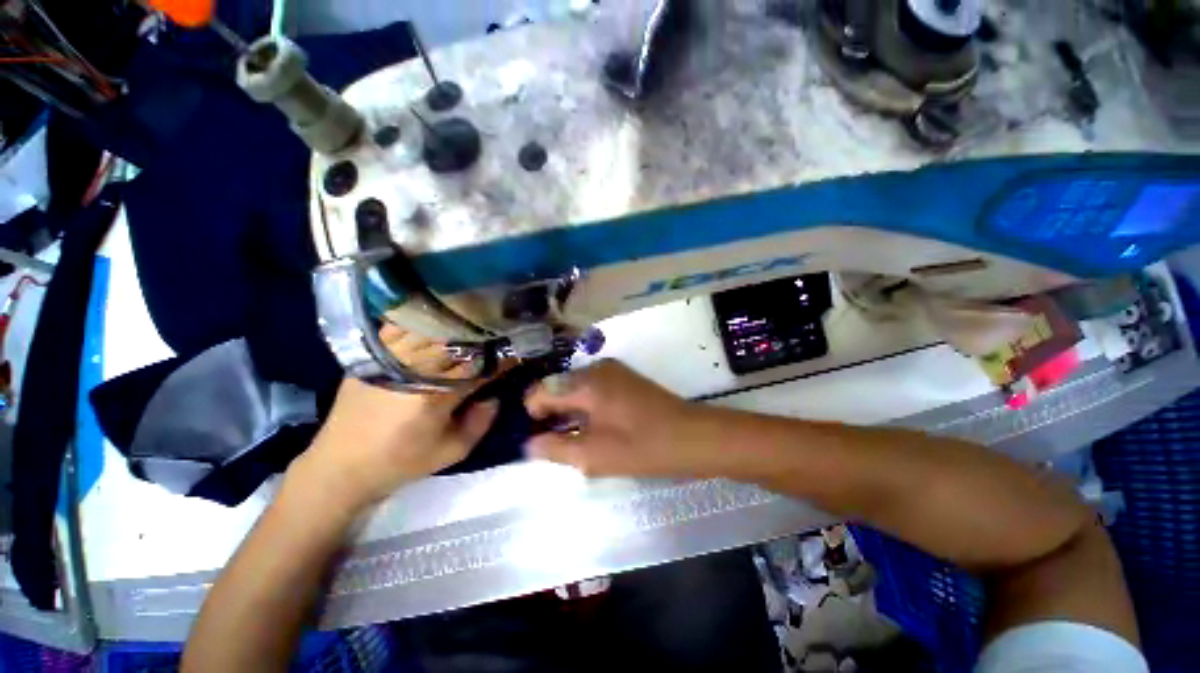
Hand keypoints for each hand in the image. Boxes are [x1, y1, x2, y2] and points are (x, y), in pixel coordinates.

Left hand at [290, 326, 497, 516]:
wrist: (339, 467)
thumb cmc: (400, 463)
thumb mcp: (451, 452)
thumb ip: (481, 423)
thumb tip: (495, 396)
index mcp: (436, 395)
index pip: (479, 367)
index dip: (502, 359)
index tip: (519, 351)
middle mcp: (414, 369)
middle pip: (458, 342)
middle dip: (485, 335)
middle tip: (503, 330)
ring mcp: (390, 359)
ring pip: (432, 329)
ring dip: (458, 323)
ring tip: (478, 316)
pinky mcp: (373, 357)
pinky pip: (401, 328)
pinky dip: (422, 320)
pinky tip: (437, 315)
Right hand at [524, 360, 713, 477]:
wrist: (692, 436)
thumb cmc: (641, 447)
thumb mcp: (593, 455)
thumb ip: (555, 448)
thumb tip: (529, 444)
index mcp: (585, 383)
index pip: (540, 391)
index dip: (533, 415)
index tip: (539, 438)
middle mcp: (595, 368)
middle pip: (557, 386)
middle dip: (551, 412)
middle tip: (558, 442)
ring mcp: (612, 369)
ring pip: (575, 386)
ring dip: (569, 409)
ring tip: (577, 436)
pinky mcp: (624, 376)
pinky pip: (592, 386)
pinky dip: (586, 404)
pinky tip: (596, 425)